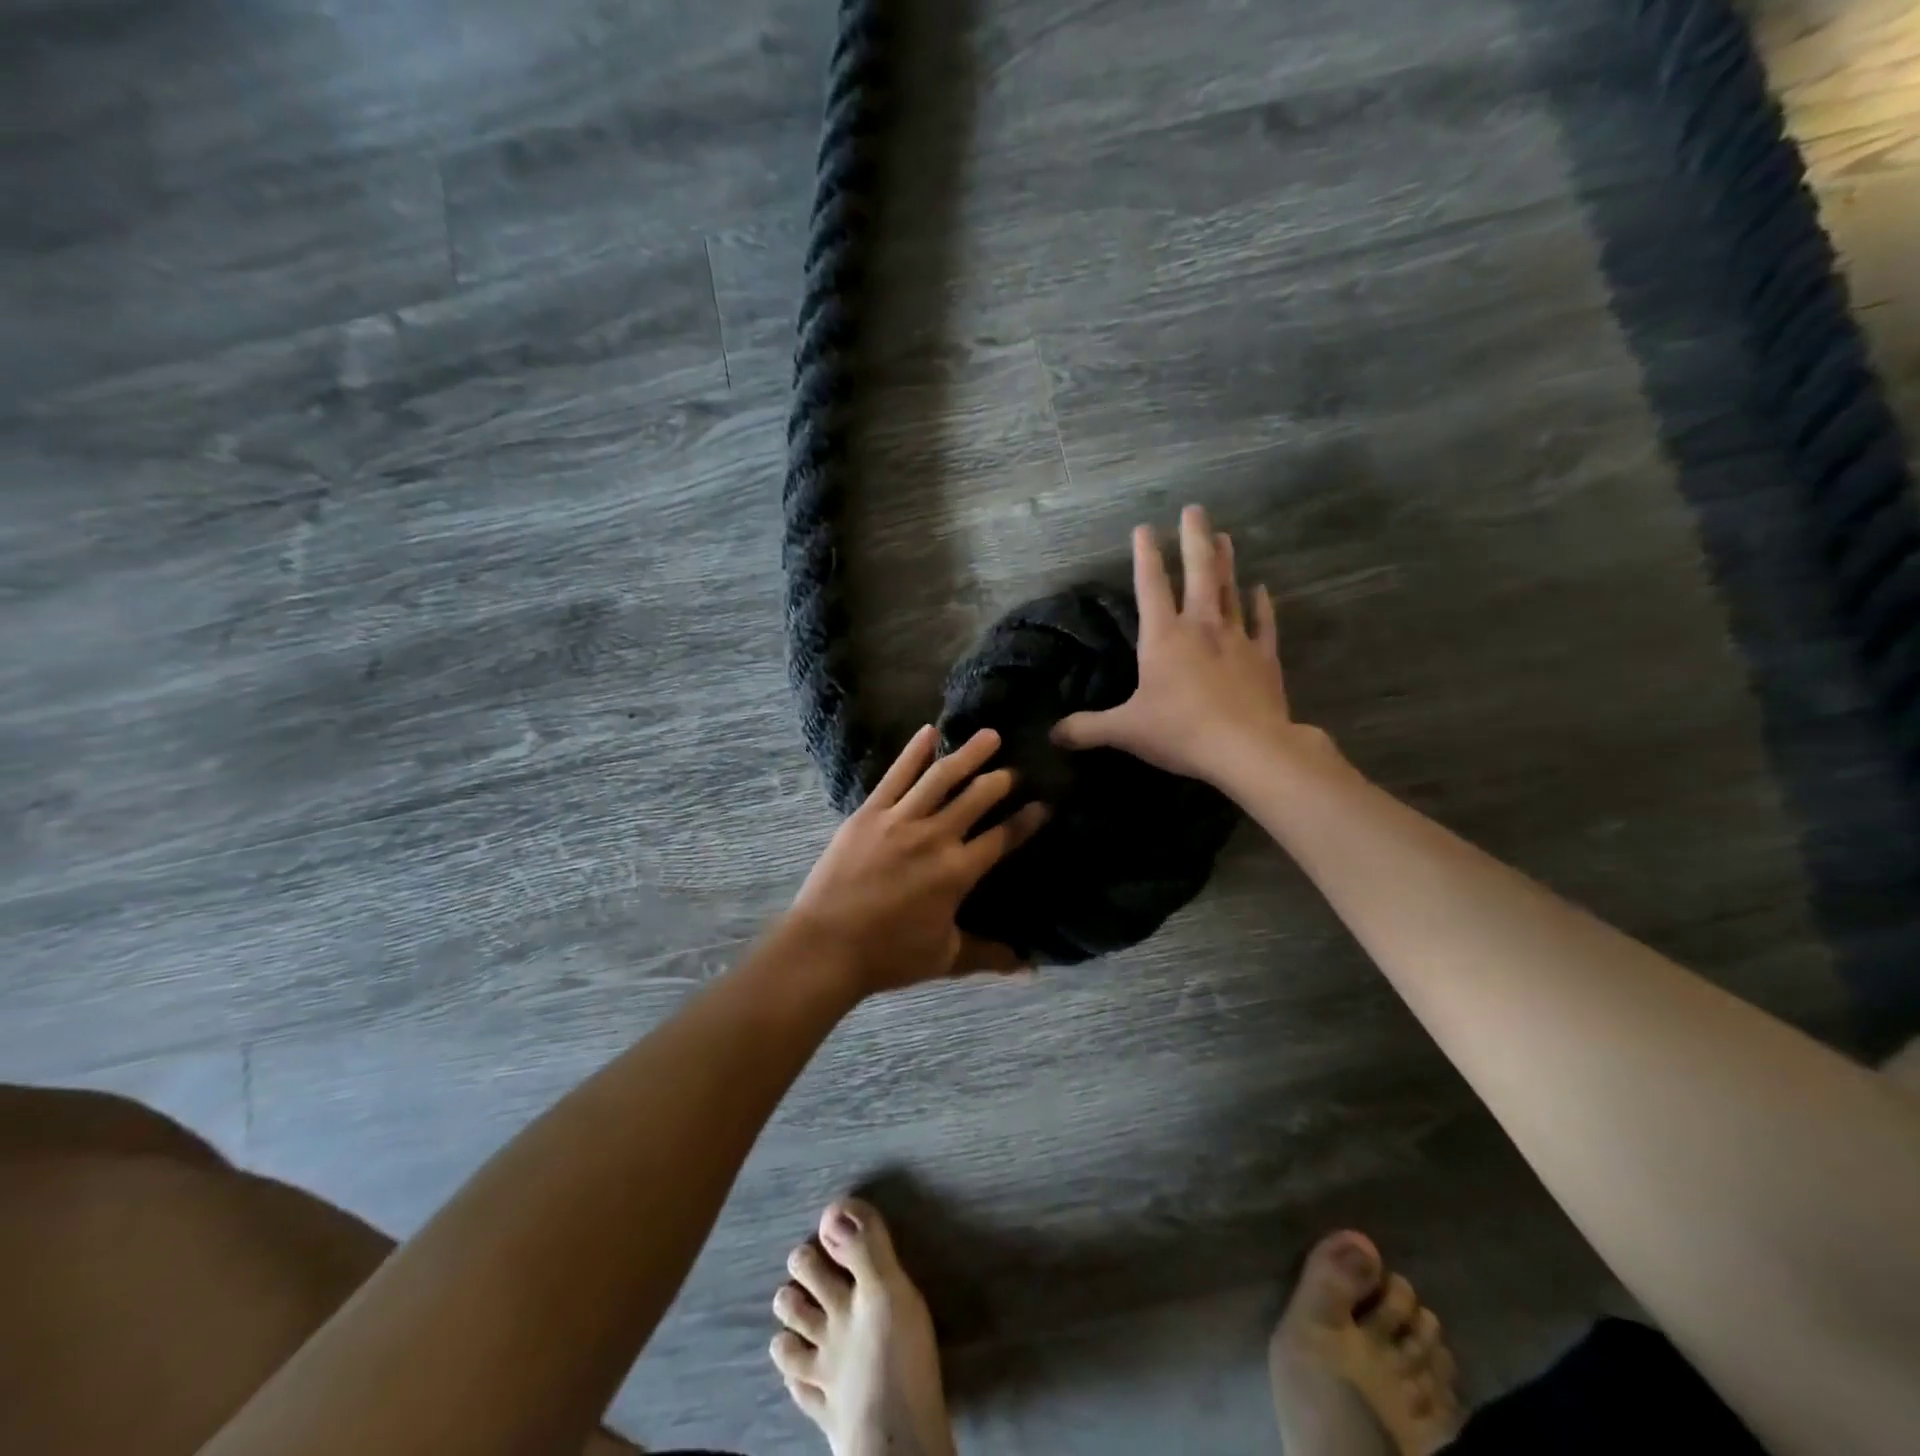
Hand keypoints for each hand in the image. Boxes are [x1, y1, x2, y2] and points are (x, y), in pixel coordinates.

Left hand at [791, 725, 1048, 993]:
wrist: (826, 947)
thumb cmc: (889, 955)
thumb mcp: (945, 958)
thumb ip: (990, 955)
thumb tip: (1031, 966)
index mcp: (958, 872)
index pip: (1003, 837)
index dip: (1027, 819)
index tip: (1044, 804)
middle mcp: (935, 837)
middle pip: (977, 797)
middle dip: (1002, 779)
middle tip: (1016, 770)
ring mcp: (900, 820)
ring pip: (941, 777)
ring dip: (969, 754)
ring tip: (990, 735)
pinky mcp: (869, 813)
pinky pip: (895, 775)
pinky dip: (914, 751)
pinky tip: (929, 732)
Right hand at [1053, 505, 1321, 786]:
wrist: (1247, 748)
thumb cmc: (1180, 731)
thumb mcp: (1125, 731)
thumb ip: (1087, 728)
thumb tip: (1052, 734)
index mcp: (1164, 638)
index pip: (1151, 587)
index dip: (1145, 556)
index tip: (1144, 527)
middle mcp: (1201, 628)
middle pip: (1198, 573)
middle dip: (1194, 540)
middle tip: (1195, 509)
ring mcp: (1237, 640)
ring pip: (1230, 591)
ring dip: (1226, 563)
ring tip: (1226, 536)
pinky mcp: (1264, 659)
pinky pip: (1264, 625)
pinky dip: (1263, 607)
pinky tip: (1262, 589)